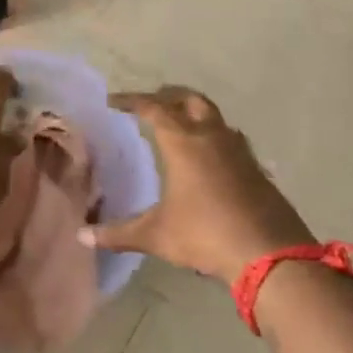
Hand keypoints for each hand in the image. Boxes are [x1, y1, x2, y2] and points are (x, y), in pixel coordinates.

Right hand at [83, 86, 314, 282]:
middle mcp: (211, 136)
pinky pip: (233, 140)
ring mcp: (239, 151)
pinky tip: (212, 158)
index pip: (152, 107)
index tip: (113, 101)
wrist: (272, 255)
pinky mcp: (258, 169)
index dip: (131, 100)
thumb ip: (118, 233)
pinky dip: (217, 137)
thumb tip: (81, 236)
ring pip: (215, 117)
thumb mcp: (156, 235)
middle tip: (151, 105)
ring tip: (181, 126)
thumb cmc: (206, 235)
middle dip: (168, 97)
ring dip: (195, 114)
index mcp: (182, 142)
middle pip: (189, 100)